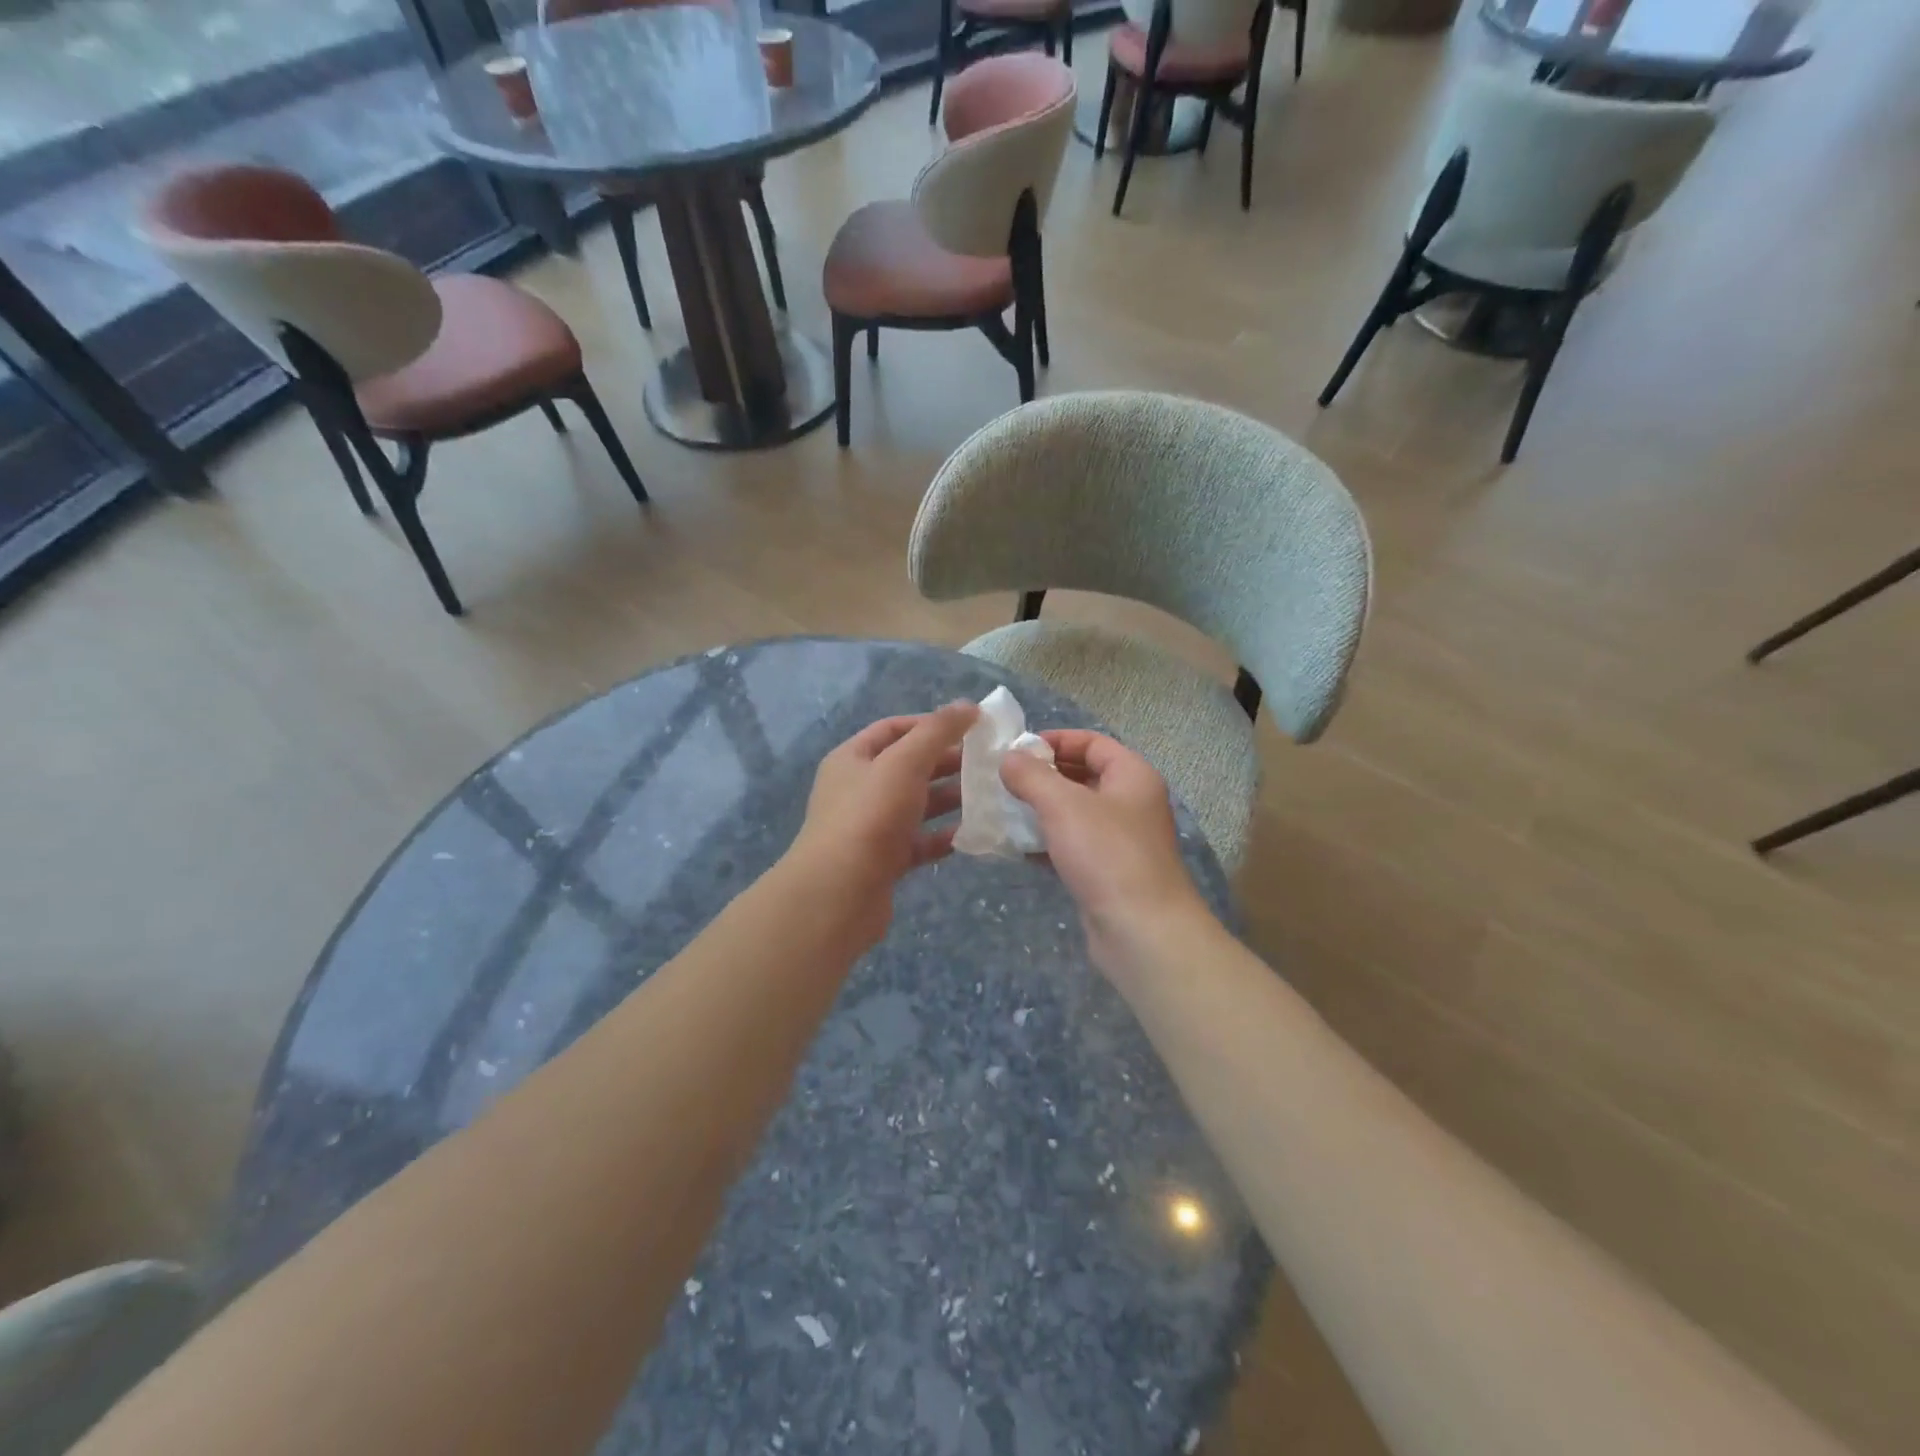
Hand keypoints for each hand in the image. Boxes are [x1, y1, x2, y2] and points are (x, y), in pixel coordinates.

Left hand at [786, 701, 976, 946]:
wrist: (838, 893)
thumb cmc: (870, 816)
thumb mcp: (904, 762)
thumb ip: (937, 732)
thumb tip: (969, 705)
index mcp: (852, 759)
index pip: (893, 729)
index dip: (930, 724)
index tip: (969, 727)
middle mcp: (858, 789)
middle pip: (907, 766)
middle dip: (946, 762)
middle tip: (987, 762)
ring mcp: (870, 827)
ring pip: (916, 805)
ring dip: (949, 798)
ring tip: (988, 796)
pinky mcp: (884, 861)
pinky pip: (919, 841)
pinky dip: (943, 836)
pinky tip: (972, 834)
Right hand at [1000, 731, 1210, 971]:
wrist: (1141, 930)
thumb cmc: (1106, 854)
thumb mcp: (1063, 804)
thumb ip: (1031, 775)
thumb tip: (1009, 758)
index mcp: (1132, 775)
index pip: (1092, 742)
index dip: (1055, 740)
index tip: (1017, 750)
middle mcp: (1132, 802)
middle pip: (1083, 775)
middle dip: (1043, 776)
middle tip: (1004, 781)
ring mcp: (1122, 840)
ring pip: (1076, 813)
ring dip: (1042, 810)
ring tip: (1005, 810)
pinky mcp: (1109, 872)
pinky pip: (1074, 845)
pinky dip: (1048, 842)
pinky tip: (1019, 848)